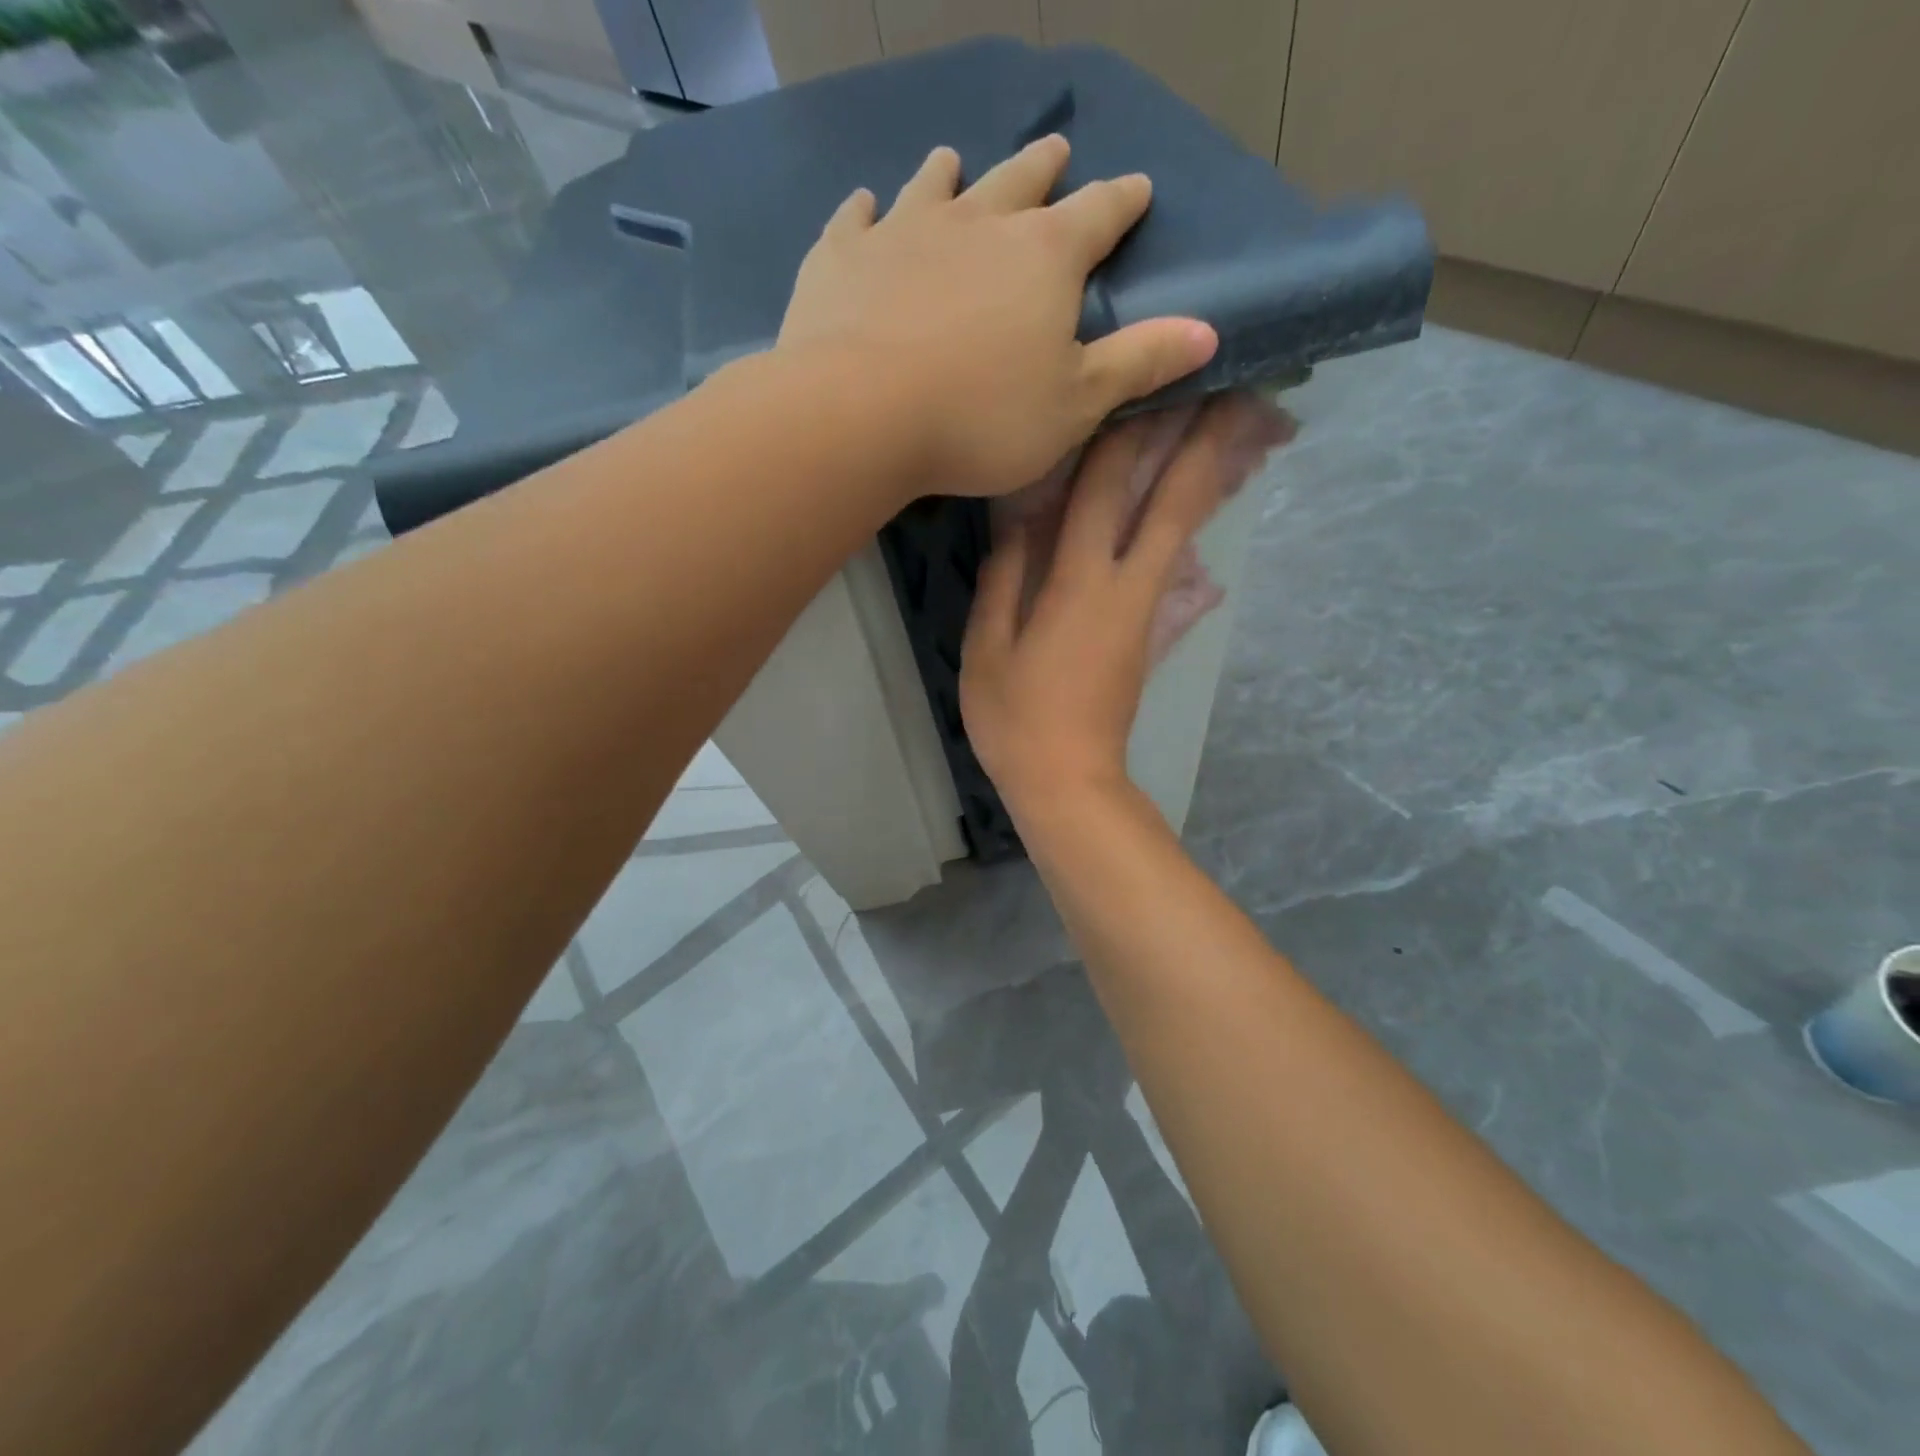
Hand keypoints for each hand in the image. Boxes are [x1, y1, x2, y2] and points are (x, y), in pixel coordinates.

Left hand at [778, 135, 1218, 498]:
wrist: (861, 414)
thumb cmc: (981, 419)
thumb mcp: (1075, 404)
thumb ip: (1138, 364)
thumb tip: (1208, 332)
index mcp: (1043, 257)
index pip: (1098, 216)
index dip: (1122, 203)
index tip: (1138, 188)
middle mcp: (977, 223)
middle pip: (1019, 183)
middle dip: (1043, 169)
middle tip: (1054, 150)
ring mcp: (903, 232)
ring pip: (936, 187)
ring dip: (951, 174)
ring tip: (954, 160)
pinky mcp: (841, 256)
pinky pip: (855, 219)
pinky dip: (866, 210)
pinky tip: (867, 206)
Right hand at [960, 393, 1293, 823]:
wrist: (1068, 780)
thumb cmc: (1015, 717)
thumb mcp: (987, 649)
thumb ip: (1003, 579)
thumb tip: (1018, 521)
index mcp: (1078, 586)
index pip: (1102, 491)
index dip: (1123, 432)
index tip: (1146, 378)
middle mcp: (1125, 587)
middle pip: (1172, 503)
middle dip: (1203, 442)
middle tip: (1233, 388)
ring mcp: (1146, 611)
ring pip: (1185, 530)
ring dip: (1208, 476)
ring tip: (1233, 426)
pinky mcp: (1150, 632)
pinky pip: (1174, 562)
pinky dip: (1188, 522)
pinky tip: (1194, 499)